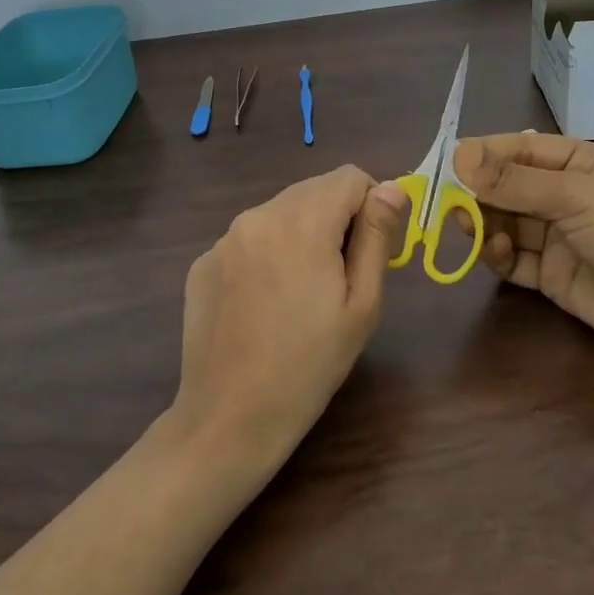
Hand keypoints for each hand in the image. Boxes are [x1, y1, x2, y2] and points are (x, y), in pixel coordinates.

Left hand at [172, 165, 409, 477]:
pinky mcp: (202, 264)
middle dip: (336, 219)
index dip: (371, 205)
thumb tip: (391, 188)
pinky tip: (264, 305)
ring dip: (300, 235)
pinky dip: (266, 255)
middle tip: (339, 278)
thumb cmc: (311, 364)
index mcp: (300, 221)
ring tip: (301, 295)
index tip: (371, 249)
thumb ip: (377, 236)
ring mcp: (223, 240)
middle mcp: (256, 216)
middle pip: (312, 191)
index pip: (349, 176)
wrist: (230, 418)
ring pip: (279, 214)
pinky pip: (248, 241)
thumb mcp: (361, 304)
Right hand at [453, 133, 593, 368]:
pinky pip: (515, 260)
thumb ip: (514, 181)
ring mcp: (560, 237)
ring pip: (507, 222)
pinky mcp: (553, 276)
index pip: (523, 149)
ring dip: (486, 222)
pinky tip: (499, 253)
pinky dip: (500, 255)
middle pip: (510, 187)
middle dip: (480, 191)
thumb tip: (459, 156)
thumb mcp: (575, 195)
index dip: (486, 154)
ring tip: (471, 226)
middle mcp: (568, 196)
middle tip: (449, 201)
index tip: (449, 161)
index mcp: (582, 163)